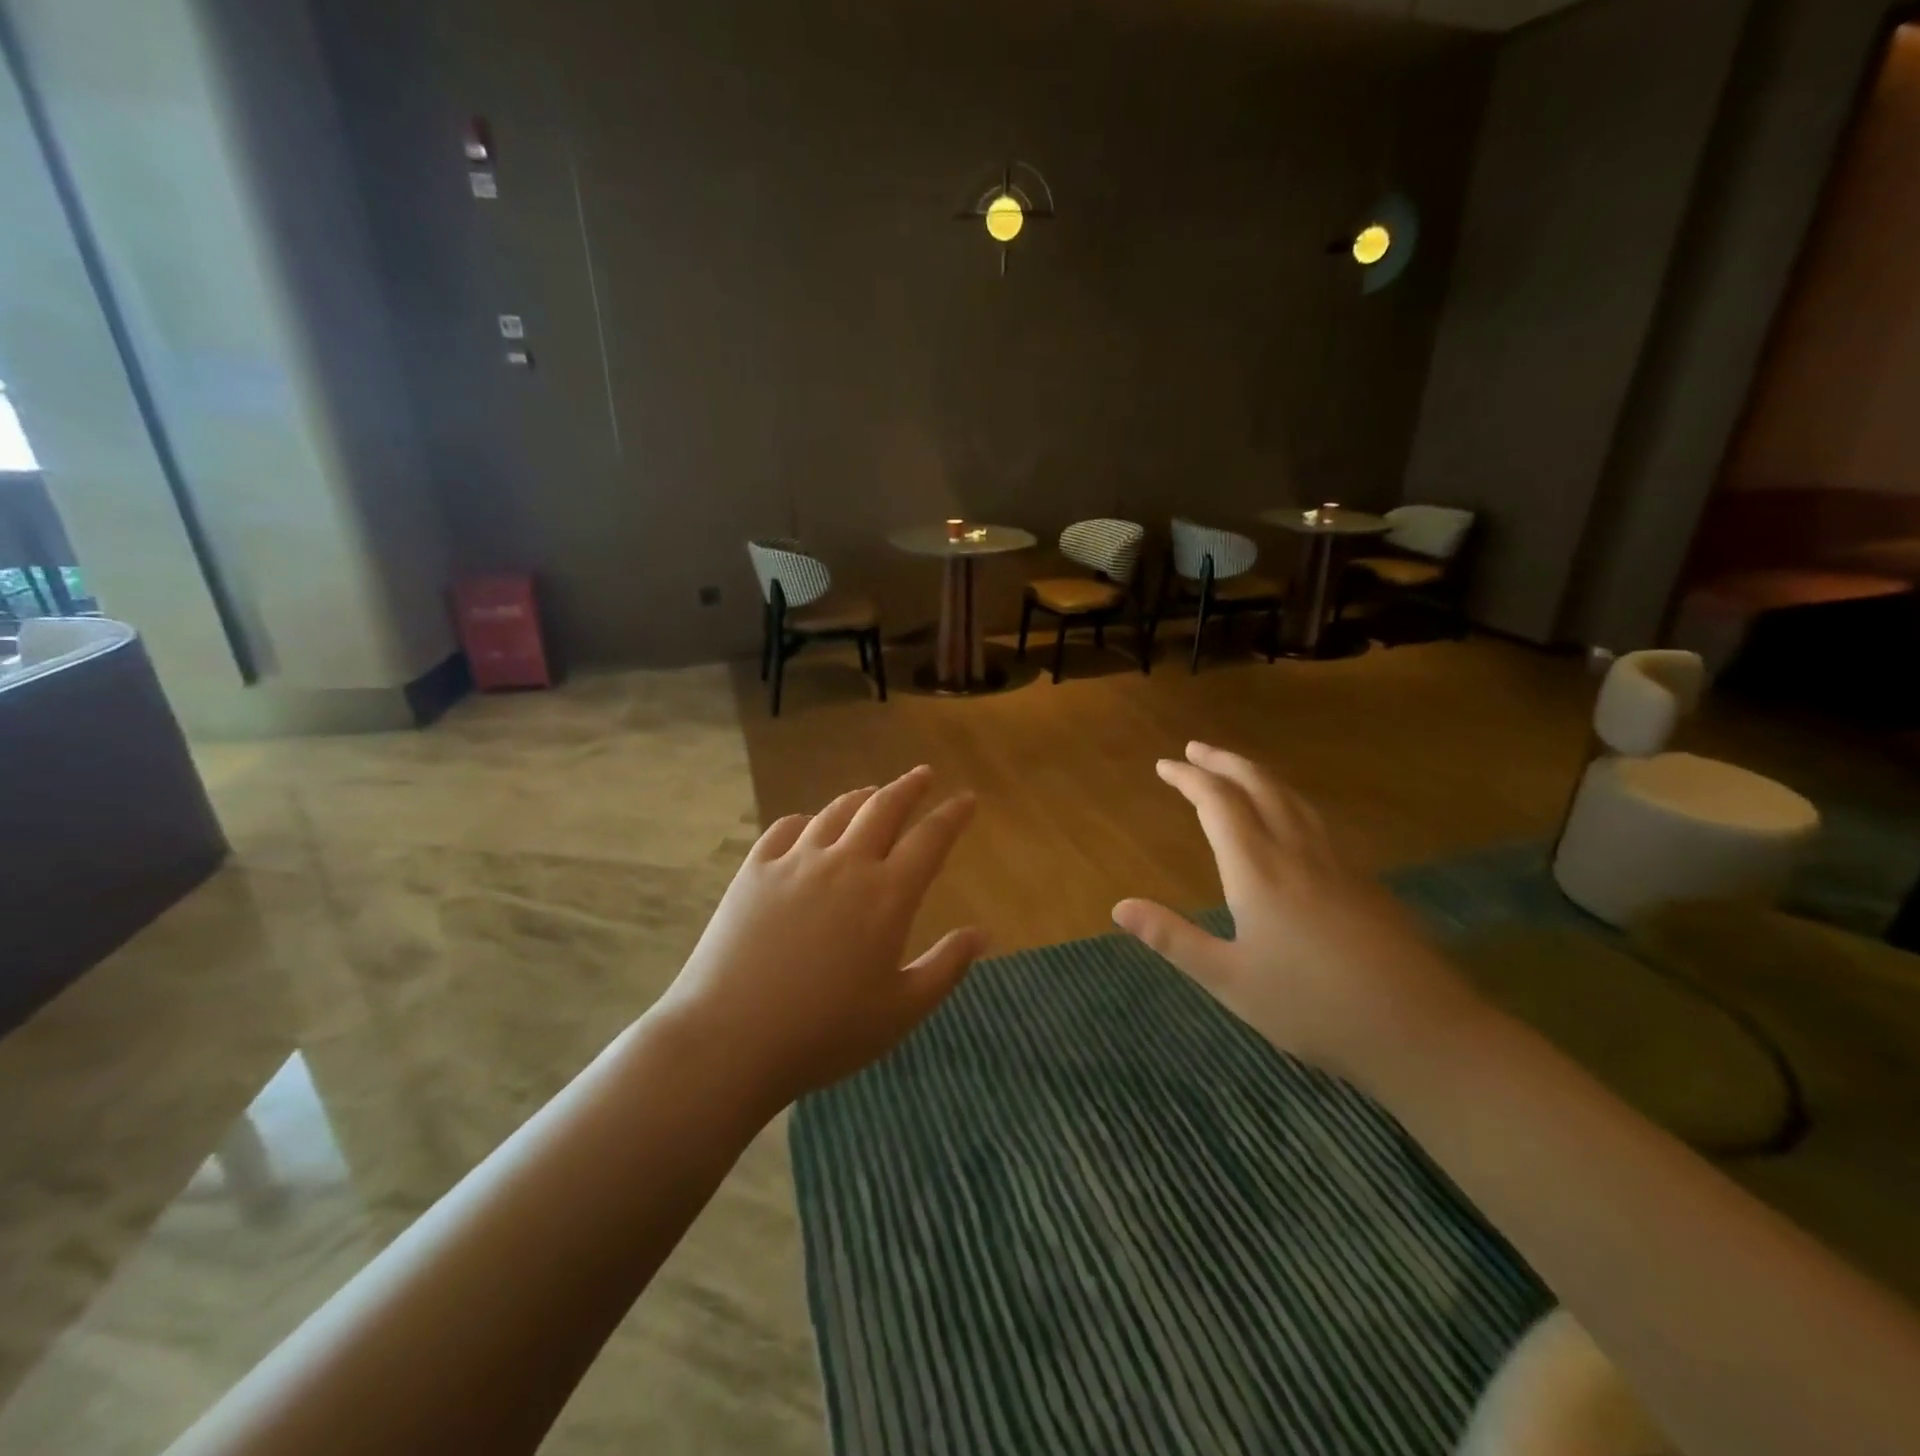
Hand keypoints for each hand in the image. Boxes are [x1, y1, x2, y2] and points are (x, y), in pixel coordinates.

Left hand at [654, 765, 983, 1109]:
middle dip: (910, 786)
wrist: (731, 1039)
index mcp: (887, 894)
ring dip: (862, 797)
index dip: (953, 814)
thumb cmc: (826, 1032)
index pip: (931, 838)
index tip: (967, 798)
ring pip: (836, 811)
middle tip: (924, 774)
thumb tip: (982, 932)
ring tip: (873, 793)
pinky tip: (809, 827)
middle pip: (884, 807)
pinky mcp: (755, 871)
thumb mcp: (902, 1010)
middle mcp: (845, 863)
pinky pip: (786, 829)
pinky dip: (807, 820)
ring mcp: (795, 862)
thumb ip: (947, 967)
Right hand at [1112, 742, 1482, 1089]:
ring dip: (1257, 773)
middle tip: (1195, 748)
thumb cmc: (1312, 1006)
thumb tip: (1119, 907)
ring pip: (1292, 797)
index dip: (1189, 778)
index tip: (1165, 764)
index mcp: (1258, 869)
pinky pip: (1315, 818)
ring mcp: (1336, 861)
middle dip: (1223, 761)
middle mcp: (1296, 851)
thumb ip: (1173, 938)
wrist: (1421, 1028)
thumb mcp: (1229, 980)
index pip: (1218, 803)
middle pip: (1258, 785)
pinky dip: (1287, 798)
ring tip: (1235, 769)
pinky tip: (1289, 816)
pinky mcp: (1363, 878)